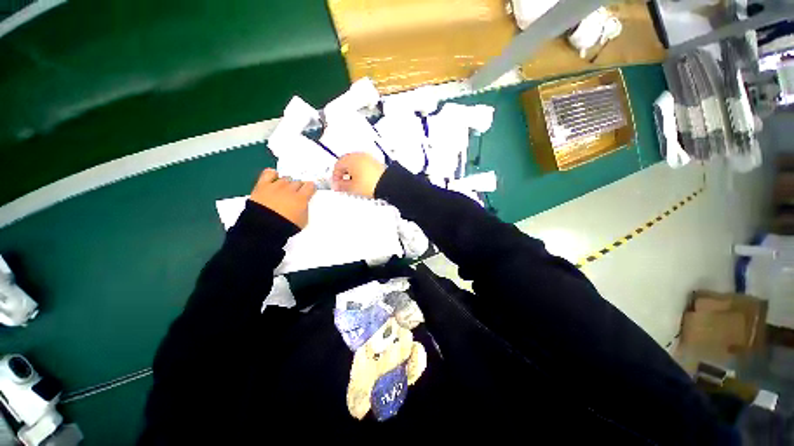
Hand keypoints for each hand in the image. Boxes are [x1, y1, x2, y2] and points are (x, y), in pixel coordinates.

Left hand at [250, 169, 315, 228]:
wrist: (263, 227)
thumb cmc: (286, 226)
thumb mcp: (303, 220)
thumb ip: (305, 209)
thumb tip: (304, 204)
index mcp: (301, 198)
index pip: (310, 186)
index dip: (311, 188)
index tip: (311, 190)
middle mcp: (290, 189)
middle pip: (298, 182)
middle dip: (299, 186)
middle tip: (297, 193)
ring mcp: (276, 186)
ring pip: (285, 178)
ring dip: (287, 183)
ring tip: (285, 189)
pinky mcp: (262, 185)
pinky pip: (269, 173)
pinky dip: (273, 174)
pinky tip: (274, 177)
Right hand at [332, 153, 385, 197]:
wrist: (387, 184)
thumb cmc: (371, 183)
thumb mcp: (352, 188)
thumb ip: (341, 186)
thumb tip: (337, 185)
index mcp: (350, 159)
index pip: (337, 166)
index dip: (335, 177)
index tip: (337, 185)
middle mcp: (359, 155)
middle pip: (346, 163)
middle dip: (343, 174)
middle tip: (343, 184)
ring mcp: (368, 158)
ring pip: (355, 164)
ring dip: (352, 173)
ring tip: (353, 184)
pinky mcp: (375, 162)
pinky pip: (364, 165)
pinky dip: (360, 172)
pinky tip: (362, 181)